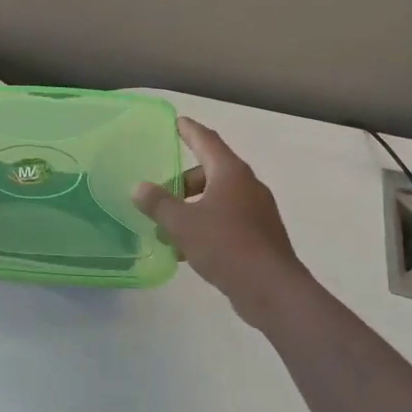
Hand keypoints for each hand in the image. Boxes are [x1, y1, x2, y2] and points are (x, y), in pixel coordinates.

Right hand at [133, 118, 310, 329]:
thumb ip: (158, 203)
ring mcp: (258, 211)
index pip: (207, 140)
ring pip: (218, 199)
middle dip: (184, 181)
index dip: (189, 130)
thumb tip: (139, 187)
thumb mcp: (182, 223)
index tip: (176, 121)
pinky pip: (228, 220)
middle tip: (160, 195)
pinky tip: (188, 249)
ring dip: (193, 208)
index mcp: (231, 173)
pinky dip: (207, 225)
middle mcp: (248, 186)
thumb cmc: (225, 245)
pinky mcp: (261, 236)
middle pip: (211, 171)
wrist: (272, 290)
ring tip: (168, 228)